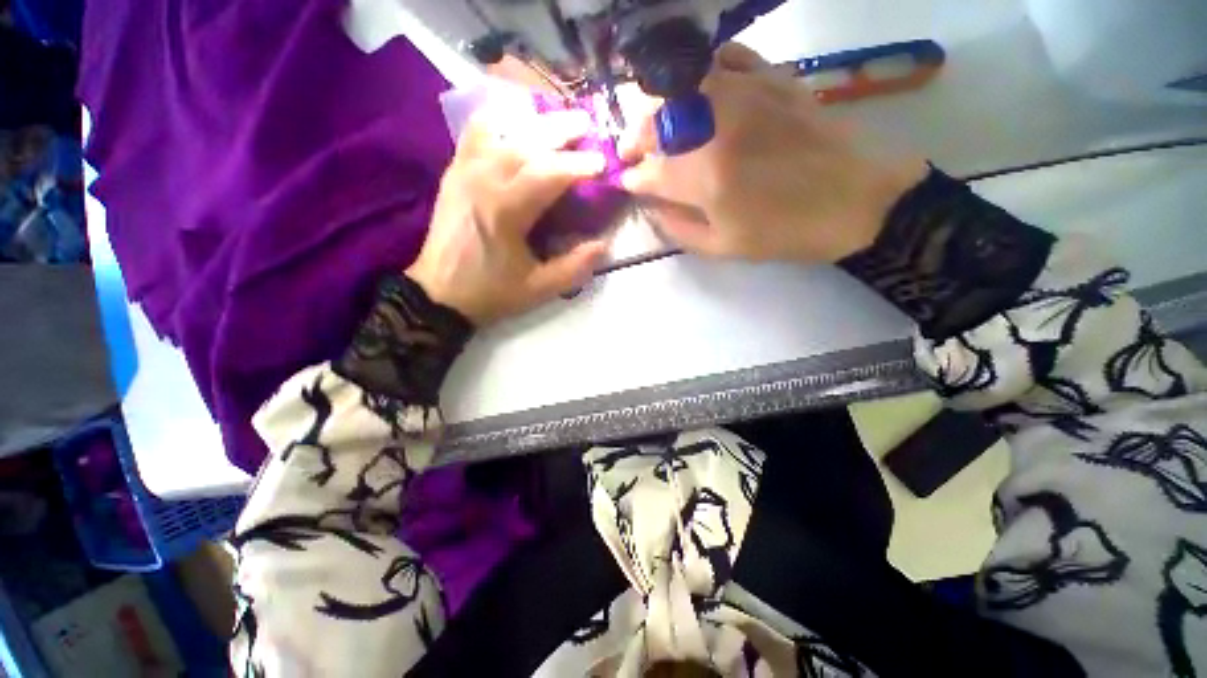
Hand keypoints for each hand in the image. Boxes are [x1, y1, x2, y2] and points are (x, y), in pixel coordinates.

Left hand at [406, 110, 609, 325]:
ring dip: (533, 122)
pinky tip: (513, 118)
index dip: (578, 165)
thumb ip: (574, 267)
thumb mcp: (538, 289)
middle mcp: (483, 181)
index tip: (601, 163)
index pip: (547, 174)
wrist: (439, 295)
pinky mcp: (454, 173)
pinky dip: (496, 120)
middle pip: (525, 142)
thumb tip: (603, 244)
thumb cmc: (491, 292)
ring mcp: (464, 172)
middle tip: (587, 124)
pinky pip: (474, 133)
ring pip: (501, 131)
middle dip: (560, 131)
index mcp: (505, 211)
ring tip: (557, 117)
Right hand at [620, 43, 927, 262]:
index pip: (650, 172)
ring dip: (660, 105)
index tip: (628, 182)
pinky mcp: (772, 78)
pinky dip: (704, 71)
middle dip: (635, 137)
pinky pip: (726, 58)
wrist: (856, 200)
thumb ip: (679, 229)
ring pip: (682, 84)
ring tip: (658, 123)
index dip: (634, 178)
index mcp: (705, 177)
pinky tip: (700, 90)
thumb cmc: (785, 232)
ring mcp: (745, 94)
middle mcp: (716, 127)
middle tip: (632, 151)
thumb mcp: (724, 247)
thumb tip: (653, 207)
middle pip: (656, 121)